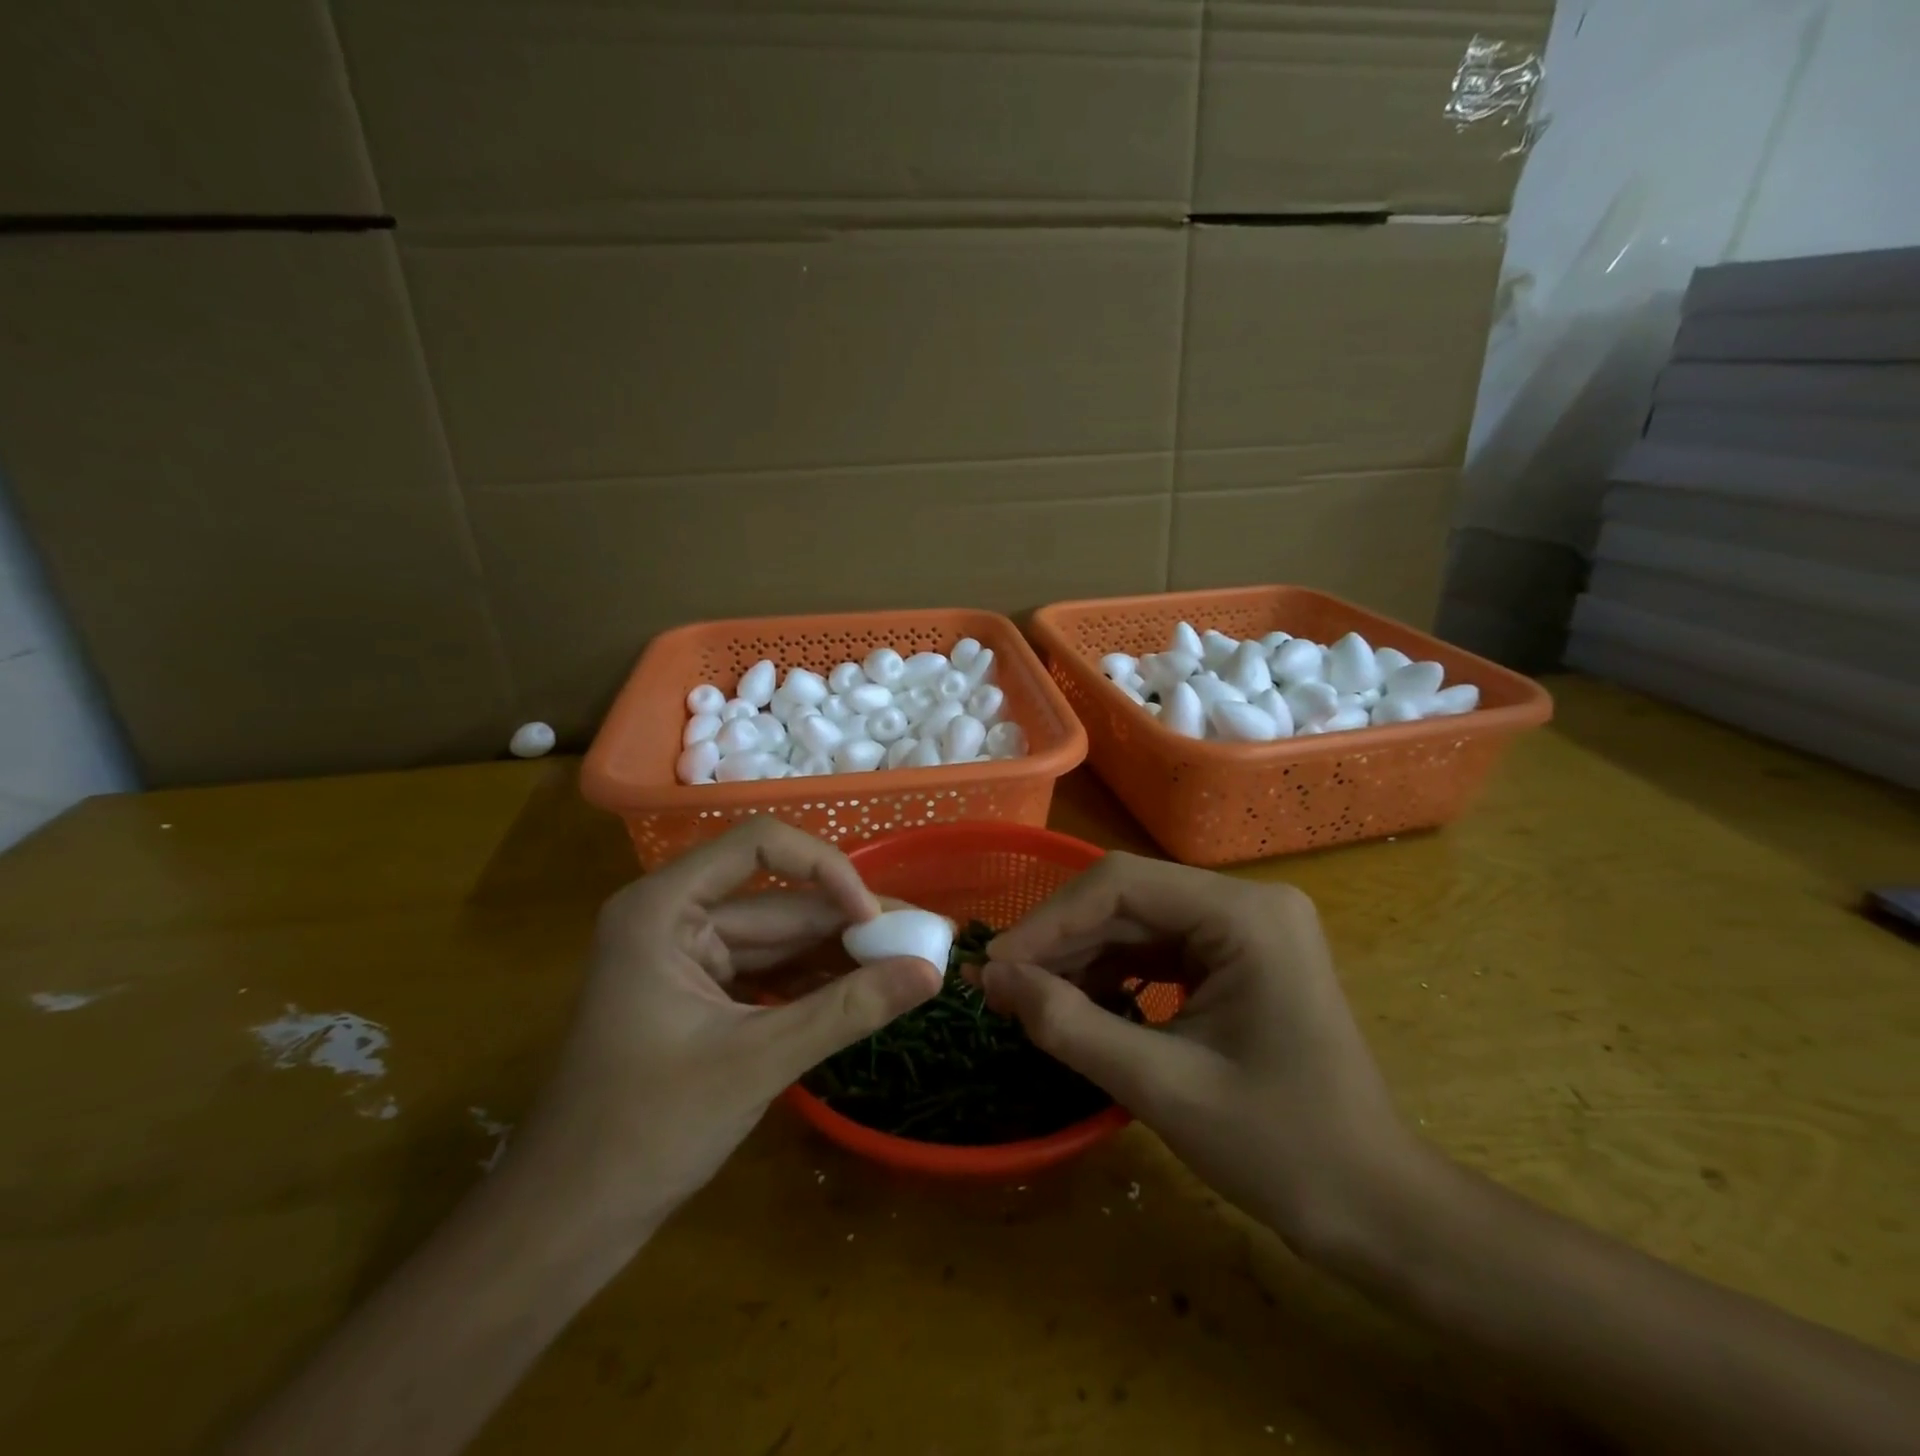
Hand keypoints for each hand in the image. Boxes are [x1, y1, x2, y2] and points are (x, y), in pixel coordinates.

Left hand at [506, 819, 943, 1240]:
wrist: (566, 1222)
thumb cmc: (644, 1132)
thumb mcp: (756, 1062)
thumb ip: (847, 1011)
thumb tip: (931, 974)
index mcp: (664, 909)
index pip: (759, 847)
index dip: (825, 868)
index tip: (874, 917)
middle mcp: (675, 917)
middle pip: (778, 899)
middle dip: (849, 920)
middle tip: (922, 939)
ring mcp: (688, 957)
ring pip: (781, 937)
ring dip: (840, 952)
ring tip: (908, 963)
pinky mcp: (702, 994)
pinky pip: (770, 971)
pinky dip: (815, 981)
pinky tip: (866, 990)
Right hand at [980, 853, 1417, 1258]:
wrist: (1377, 1210)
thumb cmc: (1283, 1150)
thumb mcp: (1162, 1087)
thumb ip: (1069, 1024)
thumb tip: (991, 979)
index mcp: (1246, 915)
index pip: (1122, 885)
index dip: (1049, 921)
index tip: (993, 965)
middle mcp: (1248, 903)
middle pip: (1128, 899)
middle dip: (1060, 942)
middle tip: (996, 984)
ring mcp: (1246, 929)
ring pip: (1138, 923)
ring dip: (1080, 958)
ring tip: (1025, 997)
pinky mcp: (1238, 957)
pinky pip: (1159, 950)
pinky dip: (1112, 974)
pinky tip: (1076, 1003)